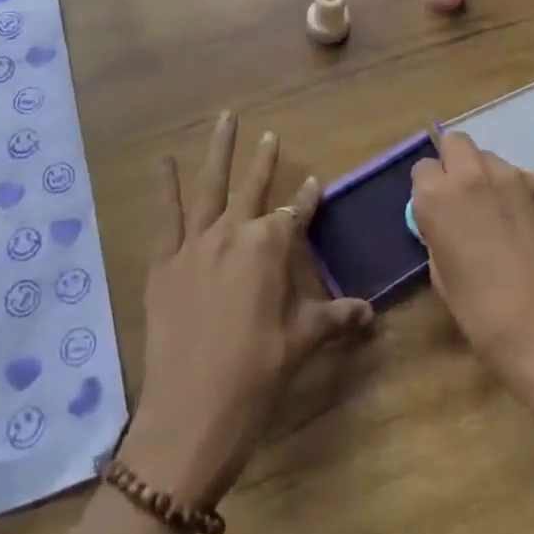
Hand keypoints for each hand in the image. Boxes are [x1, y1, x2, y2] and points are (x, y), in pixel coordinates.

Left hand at [120, 113, 373, 508]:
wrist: (190, 415)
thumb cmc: (255, 377)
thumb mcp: (301, 343)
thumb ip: (334, 318)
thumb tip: (370, 313)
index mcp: (270, 248)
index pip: (294, 215)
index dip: (306, 200)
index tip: (315, 183)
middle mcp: (234, 233)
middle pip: (252, 187)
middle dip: (263, 160)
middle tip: (269, 134)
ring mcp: (195, 244)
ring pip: (209, 186)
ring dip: (218, 151)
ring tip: (225, 118)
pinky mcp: (164, 262)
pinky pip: (164, 216)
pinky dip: (164, 187)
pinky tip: (163, 161)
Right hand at [410, 131, 533, 403]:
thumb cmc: (488, 320)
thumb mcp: (444, 280)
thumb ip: (438, 238)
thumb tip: (445, 225)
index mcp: (438, 198)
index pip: (422, 169)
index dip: (429, 191)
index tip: (438, 214)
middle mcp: (474, 176)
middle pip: (457, 144)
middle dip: (457, 165)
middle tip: (466, 203)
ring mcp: (518, 178)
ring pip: (494, 161)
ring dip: (492, 180)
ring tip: (504, 218)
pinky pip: (531, 178)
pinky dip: (528, 194)